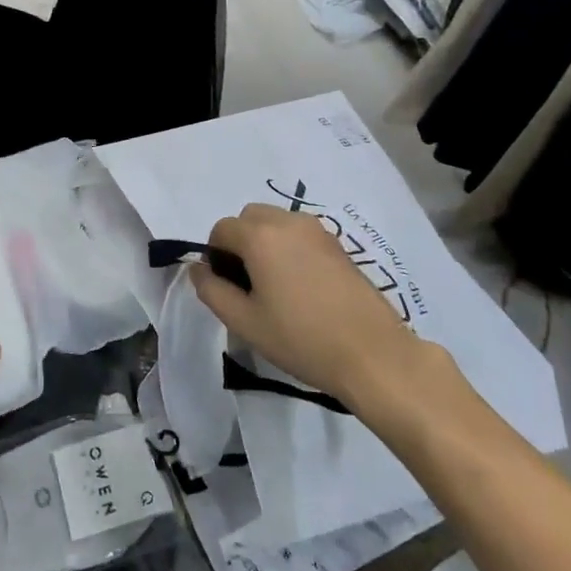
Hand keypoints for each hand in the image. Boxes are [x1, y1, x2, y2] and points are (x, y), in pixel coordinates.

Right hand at [190, 204, 429, 408]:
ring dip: (265, 242)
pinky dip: (289, 247)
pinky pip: (300, 233)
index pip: (221, 229)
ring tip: (274, 285)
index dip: (215, 255)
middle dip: (239, 242)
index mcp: (260, 236)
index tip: (225, 287)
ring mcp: (318, 230)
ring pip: (276, 222)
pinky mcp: (339, 244)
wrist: (372, 353)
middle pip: (249, 217)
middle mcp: (288, 222)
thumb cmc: (301, 339)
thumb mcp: (244, 321)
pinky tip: (300, 286)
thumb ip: (212, 290)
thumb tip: (199, 269)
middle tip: (246, 284)